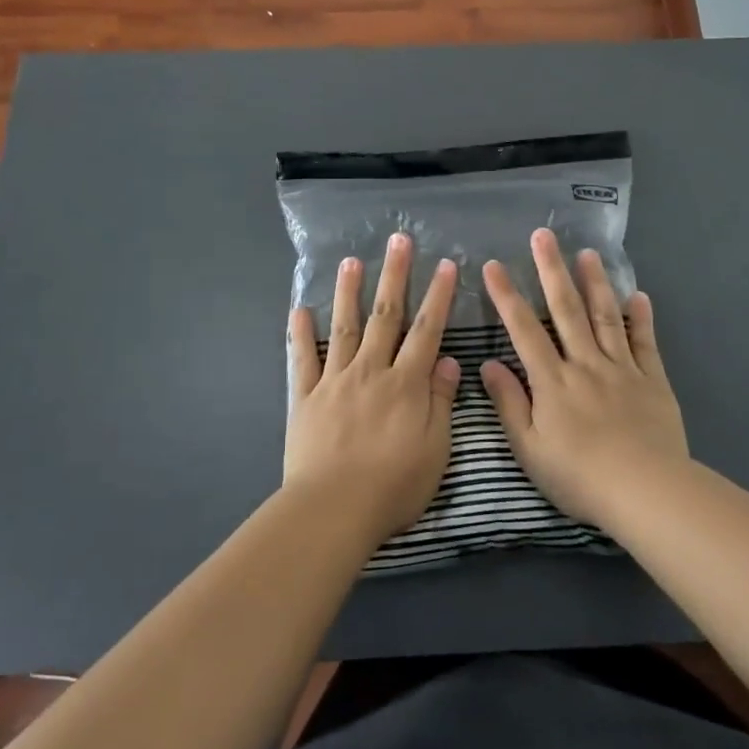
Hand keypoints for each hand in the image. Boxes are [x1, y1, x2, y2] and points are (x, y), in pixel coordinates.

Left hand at [286, 233, 458, 543]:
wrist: (333, 508)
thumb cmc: (393, 486)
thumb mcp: (435, 449)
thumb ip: (441, 401)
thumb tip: (449, 361)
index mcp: (405, 383)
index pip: (427, 330)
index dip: (438, 296)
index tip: (446, 265)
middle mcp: (371, 371)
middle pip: (385, 315)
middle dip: (394, 275)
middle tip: (398, 240)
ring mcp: (335, 380)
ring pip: (345, 327)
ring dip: (348, 292)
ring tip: (350, 261)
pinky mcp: (305, 397)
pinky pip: (302, 359)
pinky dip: (300, 333)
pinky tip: (298, 309)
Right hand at [480, 228, 687, 528]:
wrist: (645, 491)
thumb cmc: (579, 476)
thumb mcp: (529, 449)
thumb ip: (509, 404)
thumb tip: (488, 364)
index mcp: (552, 381)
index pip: (524, 329)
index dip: (507, 296)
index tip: (494, 265)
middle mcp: (585, 363)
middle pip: (566, 309)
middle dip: (551, 270)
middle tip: (543, 236)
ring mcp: (621, 369)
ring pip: (605, 316)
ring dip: (595, 282)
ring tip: (588, 253)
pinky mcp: (652, 380)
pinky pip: (645, 343)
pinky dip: (641, 318)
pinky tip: (638, 295)